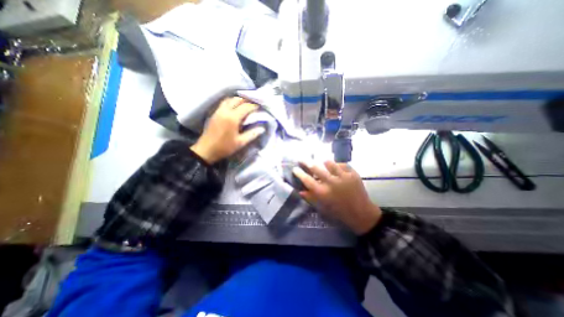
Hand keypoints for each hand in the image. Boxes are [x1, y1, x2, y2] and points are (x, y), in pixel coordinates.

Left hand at [191, 98, 265, 164]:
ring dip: (238, 100)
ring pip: (229, 99)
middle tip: (253, 104)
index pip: (246, 107)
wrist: (206, 150)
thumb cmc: (225, 147)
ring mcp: (218, 111)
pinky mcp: (214, 113)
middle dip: (246, 100)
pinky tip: (234, 107)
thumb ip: (252, 134)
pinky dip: (231, 102)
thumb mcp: (240, 143)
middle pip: (237, 100)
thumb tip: (262, 128)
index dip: (254, 106)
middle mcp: (225, 111)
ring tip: (245, 104)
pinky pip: (224, 103)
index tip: (260, 107)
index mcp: (233, 118)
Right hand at [293, 160, 380, 234]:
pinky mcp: (352, 173)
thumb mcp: (323, 207)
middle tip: (302, 159)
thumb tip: (300, 191)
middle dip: (306, 162)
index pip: (307, 180)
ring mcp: (343, 176)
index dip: (299, 173)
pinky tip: (337, 168)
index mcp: (323, 193)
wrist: (361, 213)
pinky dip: (337, 165)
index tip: (295, 168)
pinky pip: (342, 164)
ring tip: (323, 163)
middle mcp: (331, 182)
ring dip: (323, 163)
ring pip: (329, 163)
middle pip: (315, 168)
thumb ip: (311, 198)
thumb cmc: (339, 212)